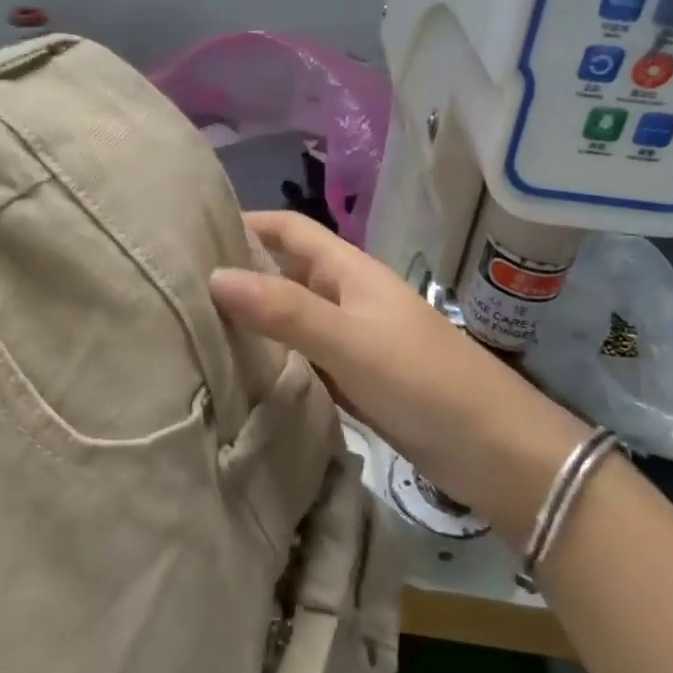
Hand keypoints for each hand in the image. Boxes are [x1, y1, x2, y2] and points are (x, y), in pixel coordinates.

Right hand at [210, 211, 584, 526]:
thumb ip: (284, 311)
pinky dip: (272, 360)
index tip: (190, 231)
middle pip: (284, 272)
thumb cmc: (423, 380)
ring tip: (193, 330)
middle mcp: (345, 297)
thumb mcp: (349, 340)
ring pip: (290, 319)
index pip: (289, 229)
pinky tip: (237, 375)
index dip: (246, 222)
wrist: (494, 450)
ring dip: (252, 321)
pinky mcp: (353, 380)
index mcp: (348, 271)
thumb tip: (214, 276)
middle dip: (239, 274)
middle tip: (178, 288)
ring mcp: (350, 340)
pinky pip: (301, 359)